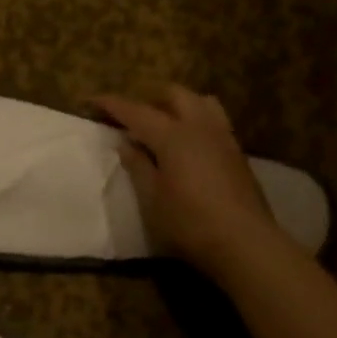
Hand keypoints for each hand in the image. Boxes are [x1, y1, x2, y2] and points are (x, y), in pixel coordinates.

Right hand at [93, 85, 284, 277]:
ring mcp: (223, 138)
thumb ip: (138, 166)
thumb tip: (125, 143)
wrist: (244, 242)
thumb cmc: (189, 223)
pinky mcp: (237, 153)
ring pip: (201, 102)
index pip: (137, 111)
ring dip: (178, 105)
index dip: (113, 104)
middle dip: (149, 99)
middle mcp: (200, 127)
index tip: (92, 100)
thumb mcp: (152, 199)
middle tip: (131, 118)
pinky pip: (214, 120)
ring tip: (164, 125)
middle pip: (175, 95)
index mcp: (173, 136)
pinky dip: (195, 120)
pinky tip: (188, 145)